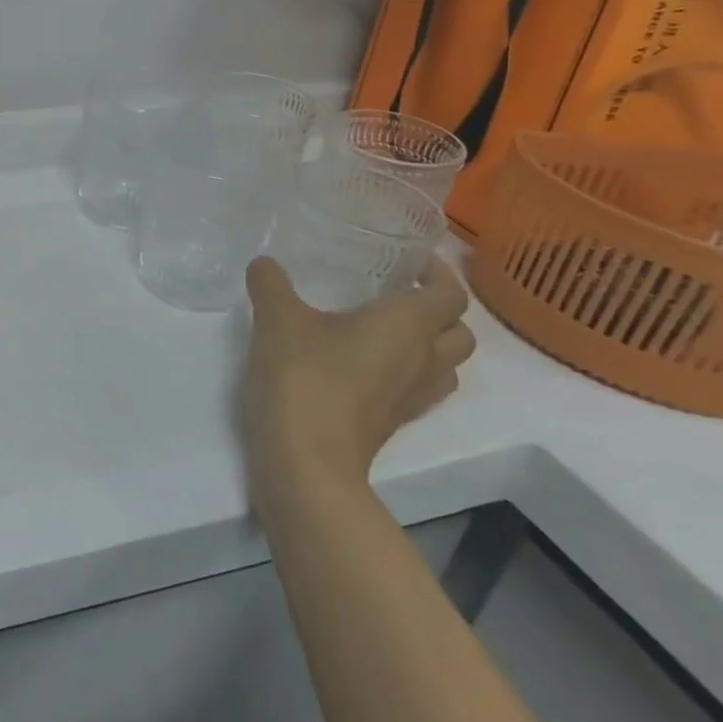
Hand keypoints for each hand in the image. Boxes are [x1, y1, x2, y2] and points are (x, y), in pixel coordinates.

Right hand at [240, 255, 473, 512]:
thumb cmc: (303, 378)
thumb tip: (264, 263)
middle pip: (458, 332)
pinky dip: (404, 371)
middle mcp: (423, 360)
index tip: (410, 260)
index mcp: (407, 326)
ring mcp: (411, 397)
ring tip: (384, 329)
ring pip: (444, 364)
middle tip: (398, 293)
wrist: (305, 461)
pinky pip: (416, 388)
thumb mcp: (277, 319)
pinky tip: (362, 364)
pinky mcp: (391, 423)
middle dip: (438, 310)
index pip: (450, 293)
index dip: (439, 273)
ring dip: (428, 344)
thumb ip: (271, 284)